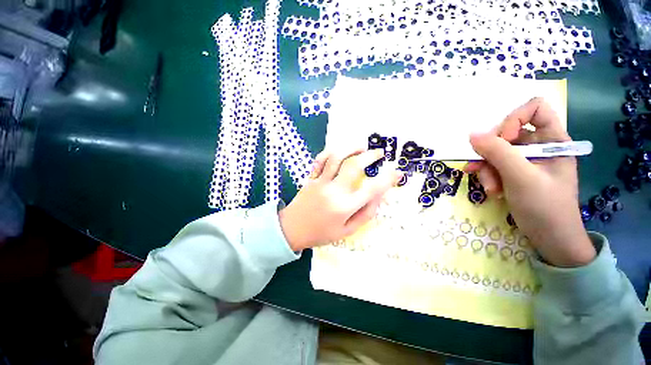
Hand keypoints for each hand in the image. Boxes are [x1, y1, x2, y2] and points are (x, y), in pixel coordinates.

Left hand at [279, 148, 402, 250]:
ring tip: (361, 147)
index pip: (371, 189)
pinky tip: (339, 152)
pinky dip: (331, 152)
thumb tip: (379, 197)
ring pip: (336, 157)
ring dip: (351, 148)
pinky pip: (320, 160)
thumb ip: (365, 214)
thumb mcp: (347, 231)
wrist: (292, 230)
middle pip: (354, 166)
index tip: (397, 172)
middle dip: (370, 156)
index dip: (387, 179)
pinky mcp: (311, 178)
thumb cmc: (321, 233)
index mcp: (345, 207)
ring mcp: (321, 182)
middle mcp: (334, 191)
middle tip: (379, 154)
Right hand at [465, 97, 595, 266]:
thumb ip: (498, 153)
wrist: (550, 238)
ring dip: (486, 169)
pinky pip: (492, 165)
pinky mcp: (513, 173)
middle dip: (491, 153)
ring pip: (495, 152)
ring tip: (489, 188)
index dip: (514, 119)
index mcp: (553, 140)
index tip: (503, 139)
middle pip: (507, 133)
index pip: (534, 109)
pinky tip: (490, 190)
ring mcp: (524, 161)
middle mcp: (538, 146)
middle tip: (485, 170)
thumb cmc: (546, 207)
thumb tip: (472, 134)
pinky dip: (487, 176)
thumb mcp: (522, 178)